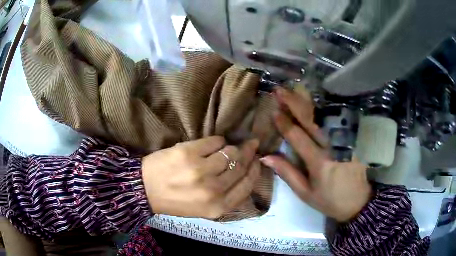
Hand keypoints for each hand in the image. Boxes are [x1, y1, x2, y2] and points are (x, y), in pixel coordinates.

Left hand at [141, 136, 259, 218]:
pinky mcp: (188, 153)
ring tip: (229, 147)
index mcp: (218, 207)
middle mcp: (213, 190)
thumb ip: (226, 196)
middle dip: (248, 154)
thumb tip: (244, 173)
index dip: (255, 171)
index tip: (257, 161)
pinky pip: (215, 141)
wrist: (146, 190)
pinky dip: (218, 141)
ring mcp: (200, 171)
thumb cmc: (175, 201)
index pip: (247, 186)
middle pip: (240, 167)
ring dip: (232, 148)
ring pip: (230, 152)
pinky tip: (214, 144)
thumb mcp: (204, 209)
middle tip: (251, 146)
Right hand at [260, 87, 371, 221]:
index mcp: (319, 162)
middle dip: (294, 103)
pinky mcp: (354, 138)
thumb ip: (287, 173)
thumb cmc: (330, 200)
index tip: (273, 110)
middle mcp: (333, 146)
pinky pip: (338, 118)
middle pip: (311, 119)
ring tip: (294, 90)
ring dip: (308, 101)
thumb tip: (266, 157)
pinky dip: (325, 107)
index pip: (298, 136)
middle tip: (279, 90)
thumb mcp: (306, 193)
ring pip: (325, 115)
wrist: (360, 202)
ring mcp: (345, 139)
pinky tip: (316, 100)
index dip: (284, 123)